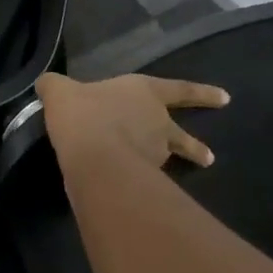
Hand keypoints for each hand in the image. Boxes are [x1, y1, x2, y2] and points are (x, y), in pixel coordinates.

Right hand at [37, 72, 228, 170]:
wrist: (93, 155)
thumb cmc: (84, 113)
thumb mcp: (61, 92)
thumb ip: (55, 87)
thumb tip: (46, 83)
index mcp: (145, 92)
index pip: (180, 89)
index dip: (202, 93)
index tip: (226, 99)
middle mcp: (157, 122)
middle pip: (181, 134)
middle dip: (195, 146)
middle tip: (209, 157)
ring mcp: (154, 153)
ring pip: (167, 160)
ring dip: (169, 170)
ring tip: (164, 182)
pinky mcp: (143, 178)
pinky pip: (144, 179)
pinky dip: (141, 183)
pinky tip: (129, 189)